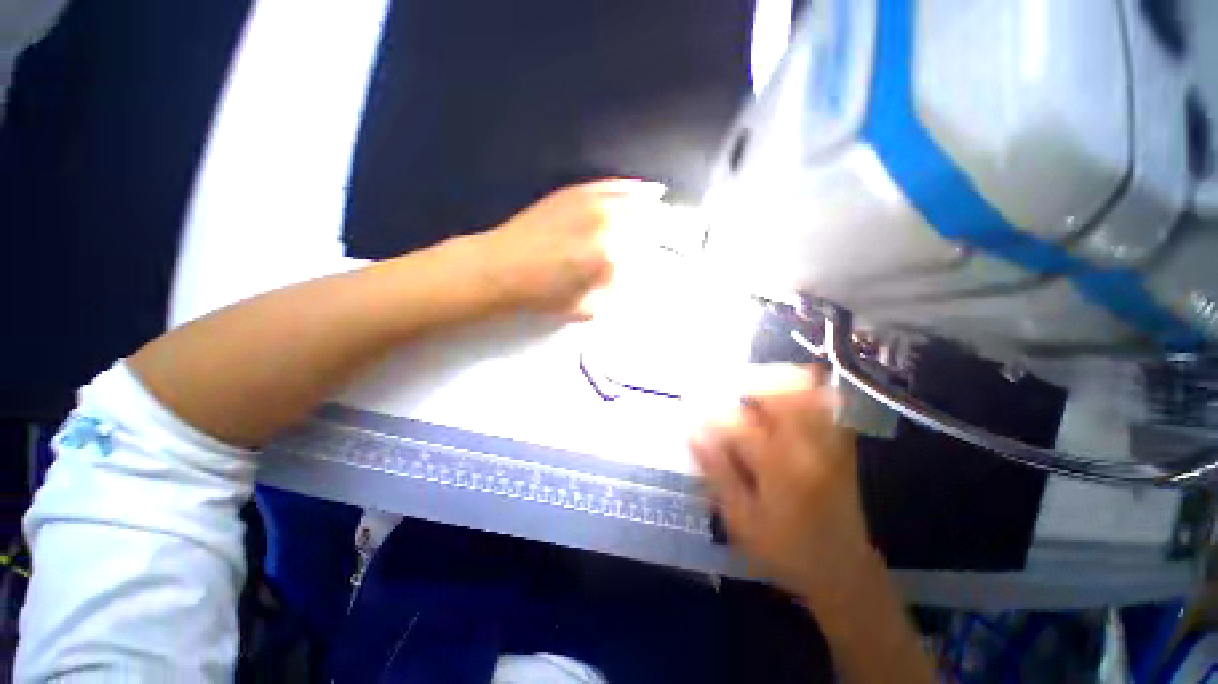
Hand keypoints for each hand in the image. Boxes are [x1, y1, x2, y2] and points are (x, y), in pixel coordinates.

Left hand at [472, 179, 666, 318]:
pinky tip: (652, 191)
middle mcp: (609, 225)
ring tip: (675, 218)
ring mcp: (593, 204)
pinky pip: (616, 185)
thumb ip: (621, 296)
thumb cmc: (543, 296)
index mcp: (613, 259)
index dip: (671, 263)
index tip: (680, 267)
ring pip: (640, 202)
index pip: (655, 258)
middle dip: (674, 234)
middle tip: (684, 242)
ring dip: (661, 211)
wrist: (500, 268)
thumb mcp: (588, 309)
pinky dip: (637, 189)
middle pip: (655, 225)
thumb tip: (646, 281)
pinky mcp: (579, 192)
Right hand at [690, 365, 875, 606]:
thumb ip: (717, 472)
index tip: (688, 398)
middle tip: (722, 387)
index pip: (738, 423)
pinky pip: (823, 401)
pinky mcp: (841, 444)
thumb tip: (692, 431)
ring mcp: (830, 442)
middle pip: (779, 390)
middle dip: (745, 380)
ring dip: (771, 380)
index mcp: (781, 470)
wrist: (844, 570)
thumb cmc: (786, 550)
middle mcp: (809, 448)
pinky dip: (799, 388)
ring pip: (803, 388)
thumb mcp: (741, 520)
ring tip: (748, 389)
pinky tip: (779, 398)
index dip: (709, 407)